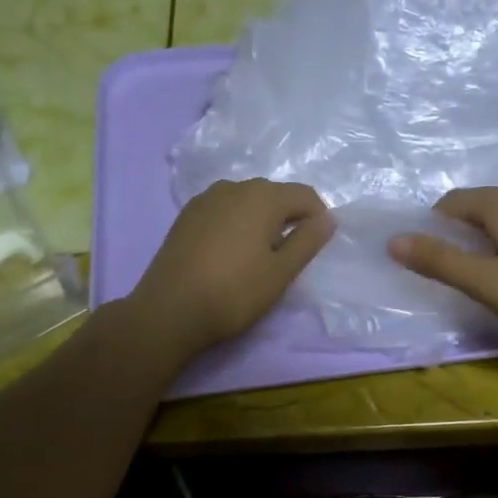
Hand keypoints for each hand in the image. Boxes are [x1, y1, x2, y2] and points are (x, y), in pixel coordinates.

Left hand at [128, 178, 334, 361]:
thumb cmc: (234, 292)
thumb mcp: (281, 272)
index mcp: (263, 196)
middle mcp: (234, 187)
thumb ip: (308, 241)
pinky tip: (230, 252)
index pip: (304, 195)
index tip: (314, 248)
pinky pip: (223, 209)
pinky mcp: (186, 215)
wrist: (169, 310)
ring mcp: (206, 199)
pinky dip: (236, 223)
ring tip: (258, 254)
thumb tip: (328, 218)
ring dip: (261, 219)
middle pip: (274, 194)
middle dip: (288, 217)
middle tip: (288, 255)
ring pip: (247, 200)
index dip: (317, 218)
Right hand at [388, 188, 497, 344]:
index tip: (426, 252)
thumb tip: (393, 240)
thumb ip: (439, 261)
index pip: (455, 200)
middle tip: (449, 264)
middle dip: (459, 228)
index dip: (433, 222)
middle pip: (481, 204)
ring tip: (480, 269)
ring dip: (486, 235)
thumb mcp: (484, 281)